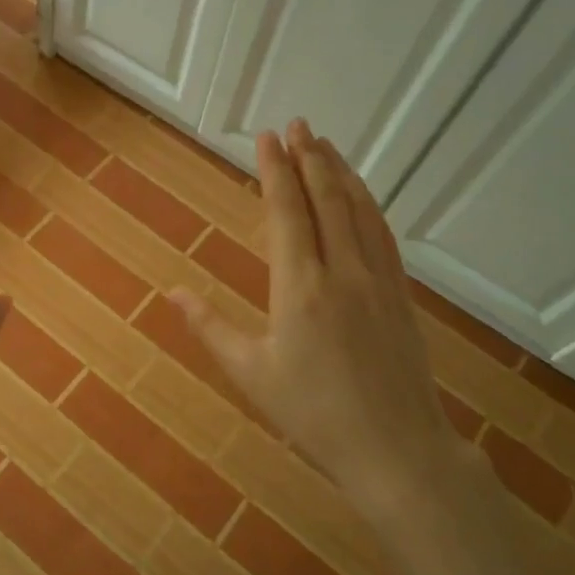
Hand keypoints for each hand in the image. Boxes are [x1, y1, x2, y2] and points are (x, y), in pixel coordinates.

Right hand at [171, 120, 456, 499]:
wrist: (398, 451)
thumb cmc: (314, 416)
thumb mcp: (251, 374)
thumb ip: (210, 327)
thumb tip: (173, 291)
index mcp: (301, 289)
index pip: (287, 213)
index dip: (275, 171)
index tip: (266, 138)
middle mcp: (343, 272)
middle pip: (326, 200)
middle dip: (309, 158)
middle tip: (296, 124)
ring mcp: (379, 281)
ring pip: (359, 211)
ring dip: (340, 173)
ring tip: (325, 144)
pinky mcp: (401, 295)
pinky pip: (382, 234)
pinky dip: (367, 204)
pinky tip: (360, 196)